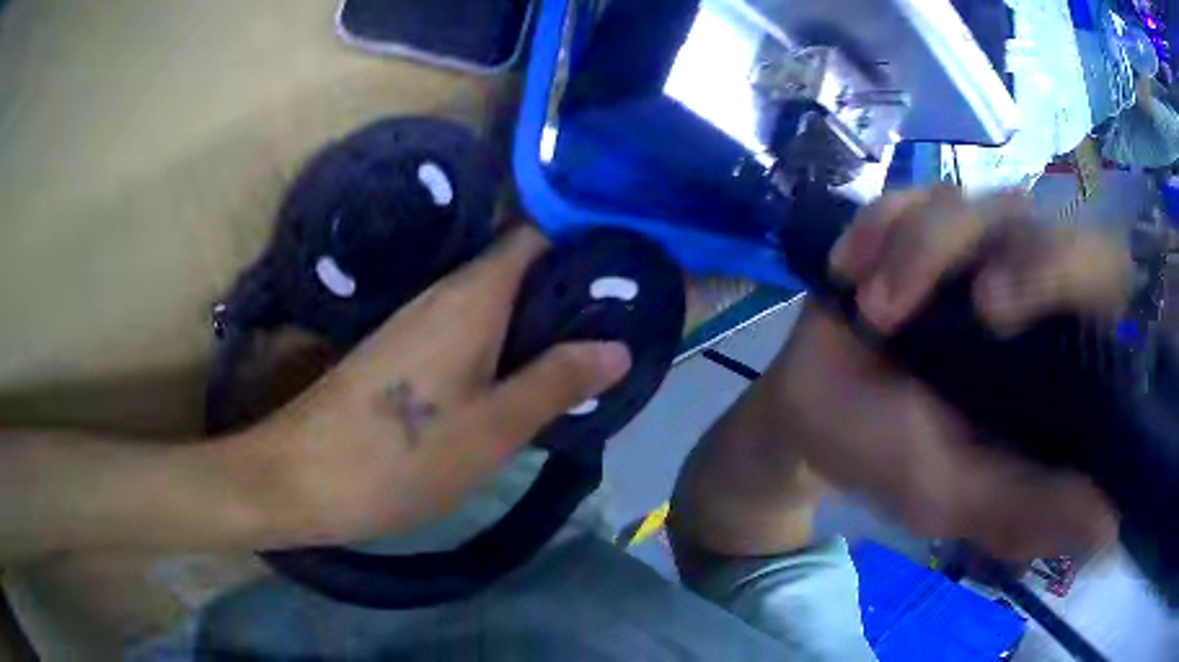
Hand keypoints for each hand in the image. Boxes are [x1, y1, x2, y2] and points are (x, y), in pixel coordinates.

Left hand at [242, 226, 630, 548]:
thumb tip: (619, 347)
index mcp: (471, 296)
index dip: (584, 240)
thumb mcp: (492, 429)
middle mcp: (444, 294)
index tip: (630, 265)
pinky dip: (507, 344)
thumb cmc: (399, 456)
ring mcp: (419, 323)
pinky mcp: (404, 353)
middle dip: (572, 287)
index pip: (536, 234)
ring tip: (594, 346)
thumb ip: (556, 382)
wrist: (301, 477)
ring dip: (541, 319)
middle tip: (626, 318)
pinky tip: (529, 375)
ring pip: (495, 302)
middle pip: (520, 266)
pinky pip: (470, 331)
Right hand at [767, 188, 1128, 559]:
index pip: (1102, 288)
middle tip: (982, 303)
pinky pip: (908, 199)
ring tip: (875, 310)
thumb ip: (1027, 509)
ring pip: (972, 207)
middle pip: (1046, 227)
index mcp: (1051, 352)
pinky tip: (849, 272)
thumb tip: (1109, 525)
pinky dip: (877, 230)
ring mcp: (972, 246)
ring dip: (919, 252)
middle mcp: (1026, 285)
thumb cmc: (889, 457)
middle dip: (1021, 258)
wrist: (812, 415)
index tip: (1031, 318)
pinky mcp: (919, 224)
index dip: (1085, 282)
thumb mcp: (957, 497)